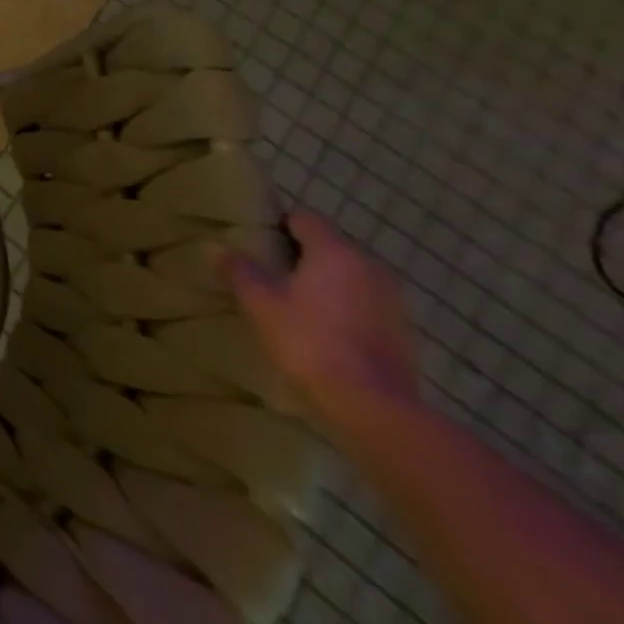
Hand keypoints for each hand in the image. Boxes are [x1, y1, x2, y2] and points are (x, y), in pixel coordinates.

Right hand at [224, 211, 420, 431]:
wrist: (372, 405)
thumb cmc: (309, 340)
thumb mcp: (260, 302)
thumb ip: (239, 270)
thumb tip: (219, 249)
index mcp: (336, 251)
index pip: (304, 218)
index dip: (278, 225)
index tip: (257, 244)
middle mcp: (371, 266)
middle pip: (329, 246)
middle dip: (301, 256)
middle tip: (269, 275)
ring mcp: (394, 300)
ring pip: (349, 276)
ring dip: (325, 284)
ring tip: (295, 305)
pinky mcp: (404, 331)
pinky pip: (366, 304)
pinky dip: (345, 309)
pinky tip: (324, 332)